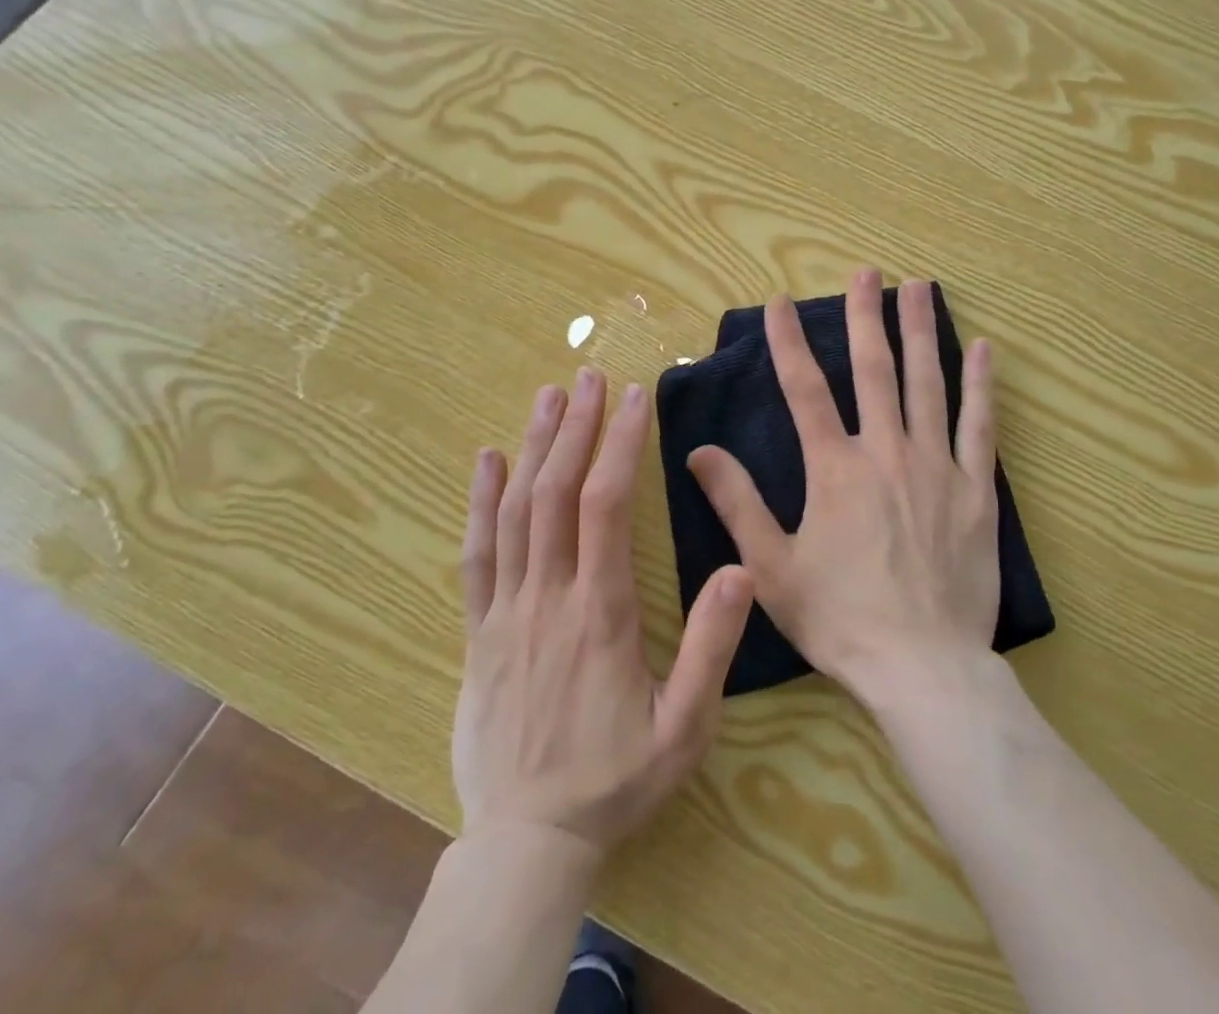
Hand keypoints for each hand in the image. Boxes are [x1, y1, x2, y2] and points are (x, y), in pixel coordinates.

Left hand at [454, 369, 753, 852]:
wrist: (527, 842)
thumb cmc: (615, 779)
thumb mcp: (685, 726)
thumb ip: (712, 647)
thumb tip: (741, 569)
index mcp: (602, 611)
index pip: (607, 505)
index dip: (620, 444)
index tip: (635, 397)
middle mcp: (550, 597)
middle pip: (557, 492)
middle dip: (577, 427)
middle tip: (590, 376)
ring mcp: (506, 611)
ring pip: (516, 512)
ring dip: (533, 447)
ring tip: (549, 396)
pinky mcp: (478, 632)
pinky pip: (476, 555)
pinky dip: (481, 502)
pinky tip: (486, 460)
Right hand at [687, 270, 999, 705]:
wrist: (921, 666)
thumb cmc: (840, 619)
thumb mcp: (770, 567)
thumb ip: (737, 503)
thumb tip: (698, 451)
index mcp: (834, 468)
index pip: (804, 389)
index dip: (788, 342)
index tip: (779, 302)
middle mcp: (886, 451)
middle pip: (873, 369)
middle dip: (865, 317)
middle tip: (865, 272)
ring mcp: (937, 466)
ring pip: (927, 383)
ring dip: (921, 332)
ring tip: (920, 287)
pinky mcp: (976, 489)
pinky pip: (980, 426)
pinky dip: (981, 385)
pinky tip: (984, 350)